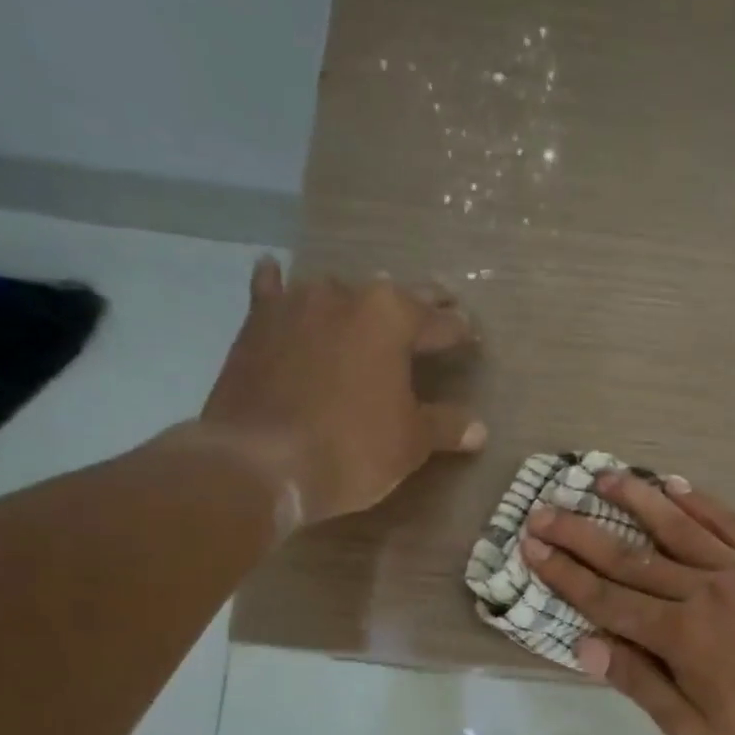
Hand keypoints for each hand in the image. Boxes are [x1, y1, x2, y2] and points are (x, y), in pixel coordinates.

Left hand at [198, 258, 484, 529]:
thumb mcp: (410, 443)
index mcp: (392, 318)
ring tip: (368, 307)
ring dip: (356, 300)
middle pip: (393, 296)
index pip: (439, 322)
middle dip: (419, 304)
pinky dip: (279, 286)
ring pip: (337, 291)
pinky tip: (276, 273)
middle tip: (440, 305)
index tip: (470, 336)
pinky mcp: (256, 323)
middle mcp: (346, 296)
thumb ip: (445, 427)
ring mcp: (296, 304)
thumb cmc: (350, 448)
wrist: (258, 461)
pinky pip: (272, 293)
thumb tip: (478, 429)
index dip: (459, 331)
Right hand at [522, 473, 734, 734]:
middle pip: (631, 557)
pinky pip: (732, 524)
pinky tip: (677, 485)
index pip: (607, 598)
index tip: (532, 546)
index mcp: (680, 635)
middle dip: (582, 533)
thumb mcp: (692, 727)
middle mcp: (704, 591)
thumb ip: (639, 681)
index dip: (565, 573)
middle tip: (545, 509)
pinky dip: (701, 502)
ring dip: (637, 500)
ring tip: (605, 476)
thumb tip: (585, 644)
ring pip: (679, 527)